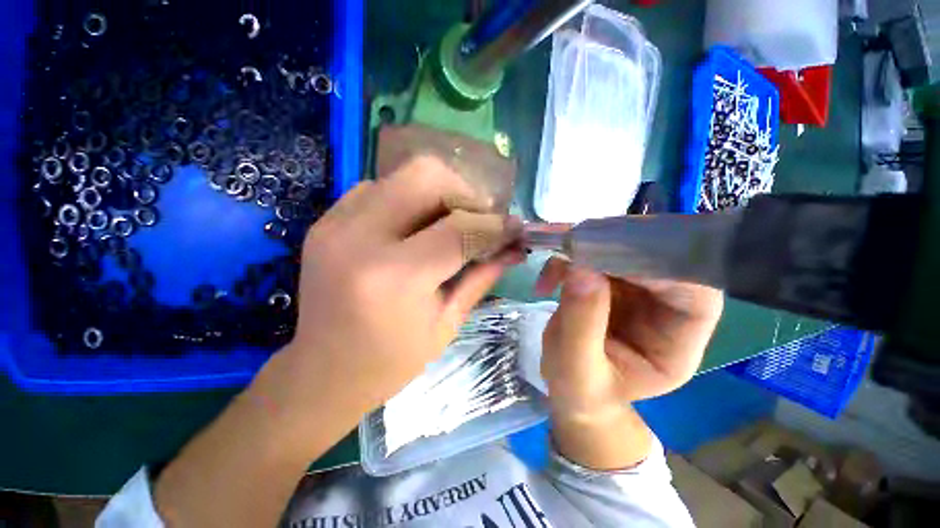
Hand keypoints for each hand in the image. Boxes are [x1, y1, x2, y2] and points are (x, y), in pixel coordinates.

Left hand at [276, 156, 521, 428]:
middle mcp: (359, 238)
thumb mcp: (447, 324)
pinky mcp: (327, 220)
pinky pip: (379, 187)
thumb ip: (482, 276)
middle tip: (479, 220)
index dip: (495, 225)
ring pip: (403, 175)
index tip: (516, 228)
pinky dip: (409, 199)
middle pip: (426, 176)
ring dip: (439, 193)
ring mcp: (336, 223)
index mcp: (394, 277)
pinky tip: (416, 228)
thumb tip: (514, 247)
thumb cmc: (391, 360)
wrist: (322, 371)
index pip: (459, 229)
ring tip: (451, 224)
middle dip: (464, 193)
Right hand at [535, 258, 722, 420]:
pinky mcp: (609, 284)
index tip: (615, 257)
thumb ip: (581, 324)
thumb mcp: (578, 370)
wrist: (569, 390)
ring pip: (621, 253)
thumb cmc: (581, 392)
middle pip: (659, 262)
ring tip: (552, 273)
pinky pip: (592, 258)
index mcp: (676, 343)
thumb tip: (582, 270)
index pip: (696, 296)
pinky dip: (567, 262)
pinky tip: (546, 282)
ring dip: (583, 254)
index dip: (665, 269)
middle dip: (615, 251)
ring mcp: (635, 294)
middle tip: (574, 251)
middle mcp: (664, 311)